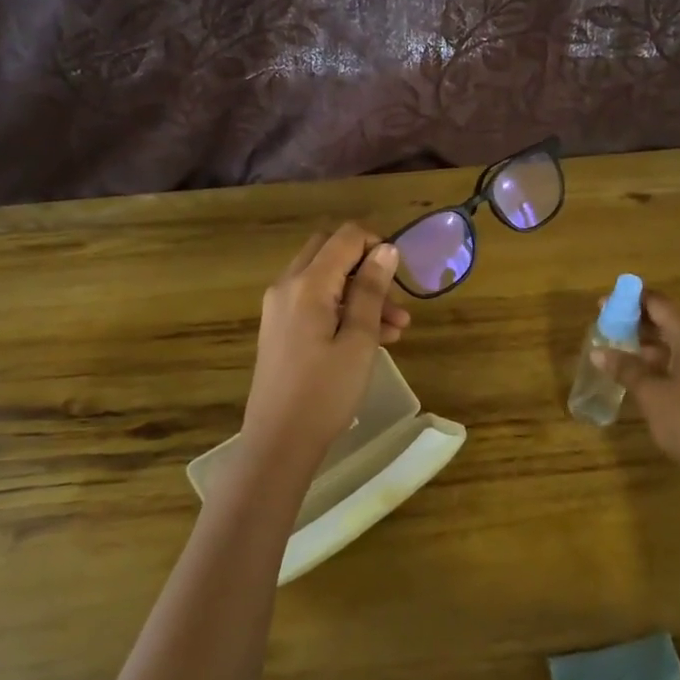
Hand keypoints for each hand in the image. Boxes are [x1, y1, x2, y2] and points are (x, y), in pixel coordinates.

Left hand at [241, 223, 407, 459]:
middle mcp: (287, 286)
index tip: (400, 272)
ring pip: (325, 279)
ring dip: (360, 292)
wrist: (279, 442)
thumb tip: (386, 249)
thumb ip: (371, 290)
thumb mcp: (359, 340)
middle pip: (330, 251)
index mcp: (307, 284)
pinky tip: (374, 338)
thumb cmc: (325, 392)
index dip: (376, 243)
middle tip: (394, 294)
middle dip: (366, 266)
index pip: (344, 237)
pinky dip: (342, 309)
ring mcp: (279, 307)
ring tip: (398, 326)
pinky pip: (314, 302)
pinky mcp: (280, 328)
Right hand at [593, 293, 679, 481]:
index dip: (631, 302)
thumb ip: (625, 368)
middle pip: (674, 324)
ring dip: (657, 347)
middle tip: (612, 330)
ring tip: (627, 356)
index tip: (607, 304)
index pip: (660, 305)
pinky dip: (674, 363)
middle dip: (642, 326)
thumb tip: (598, 352)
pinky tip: (654, 377)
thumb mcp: (650, 394)